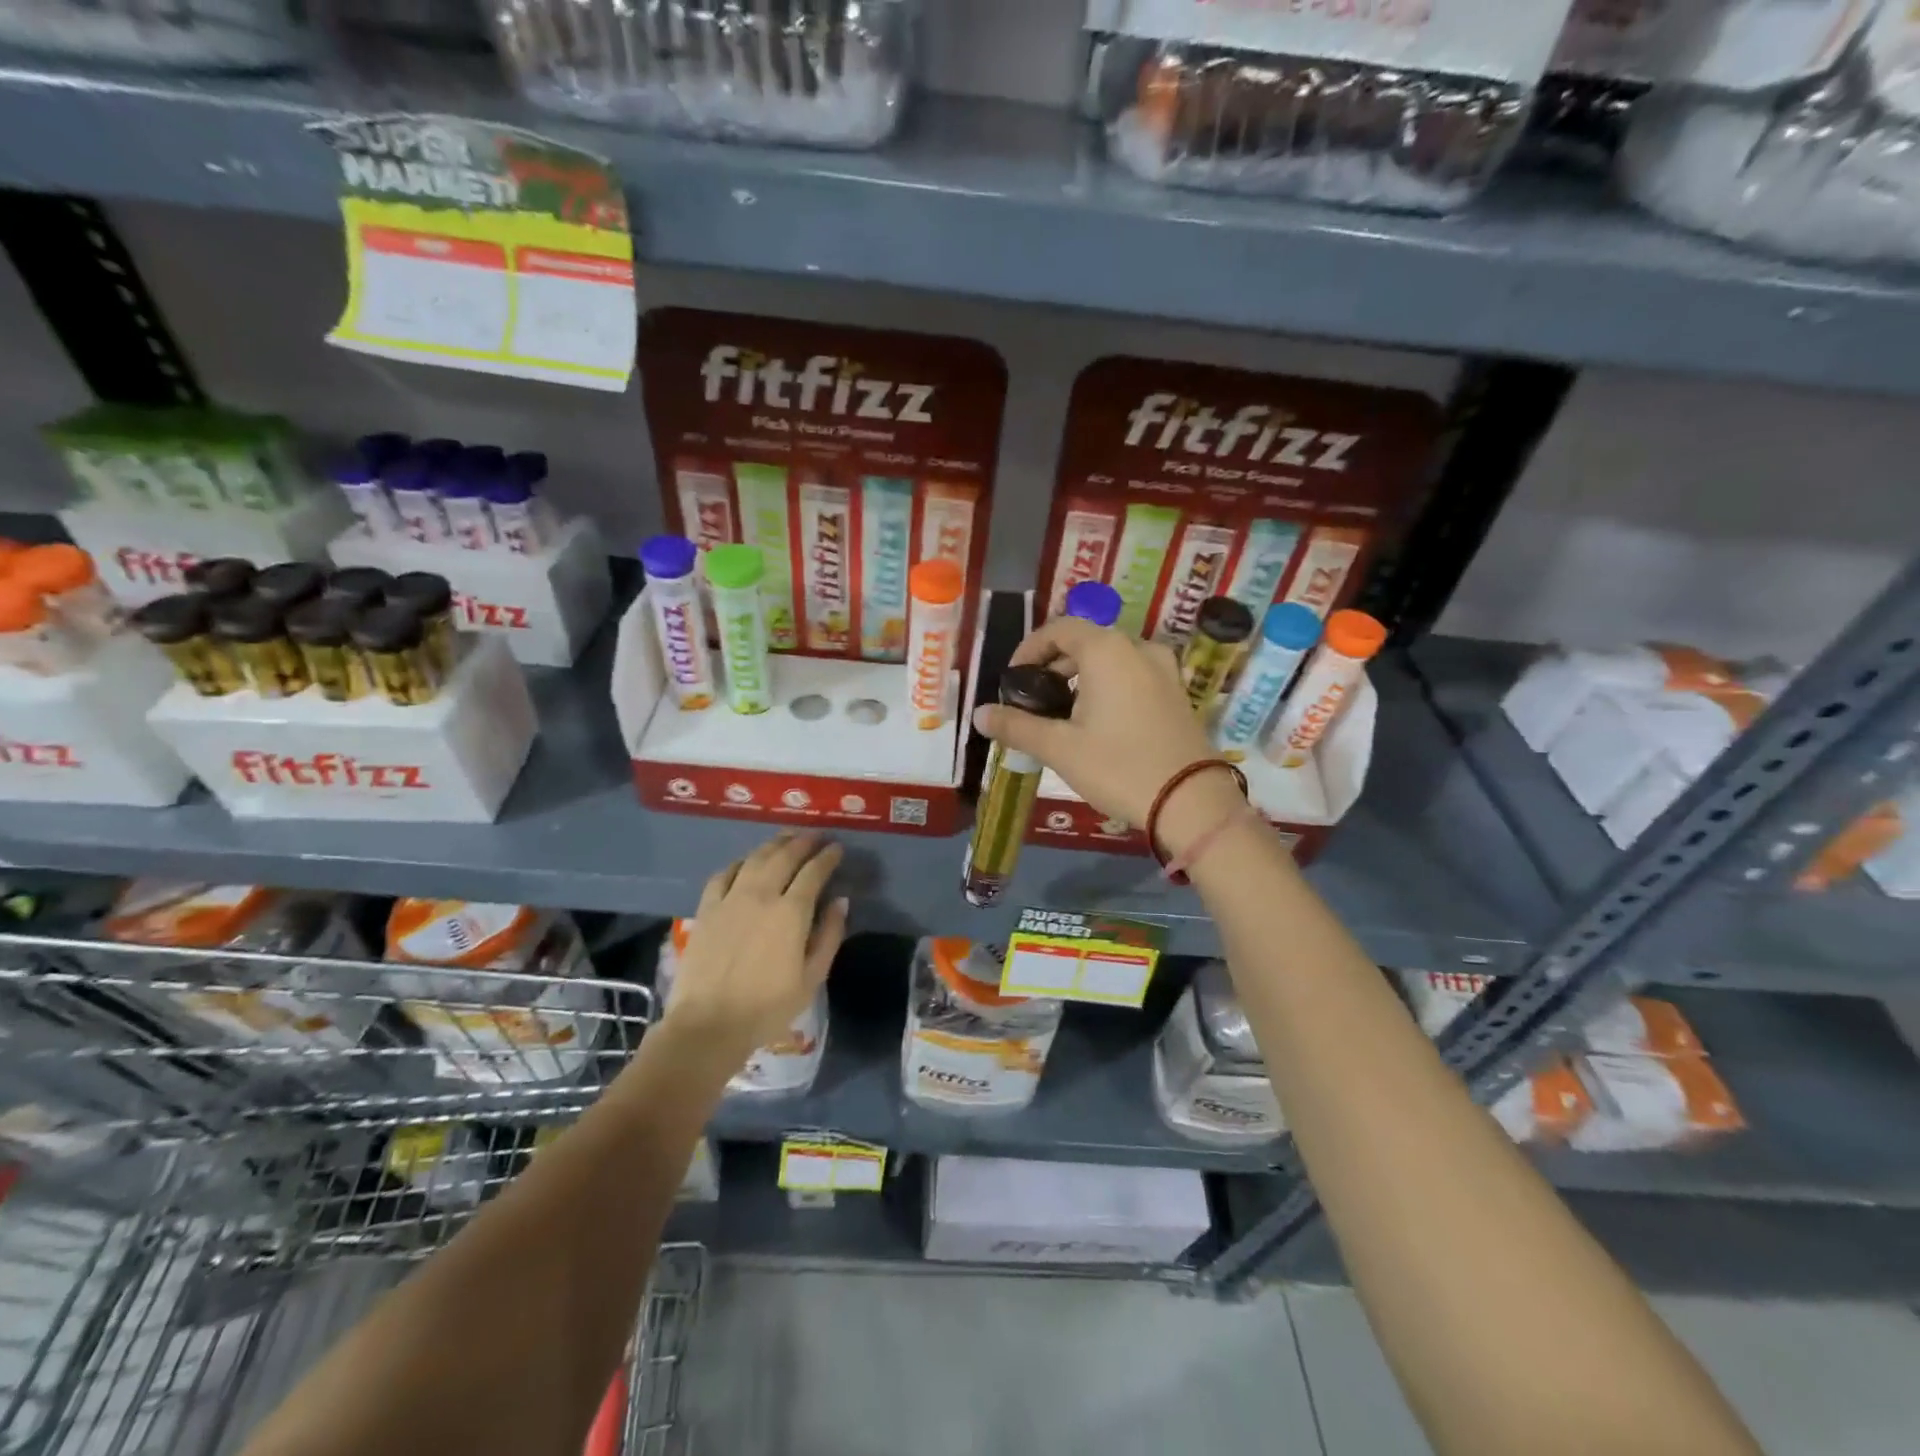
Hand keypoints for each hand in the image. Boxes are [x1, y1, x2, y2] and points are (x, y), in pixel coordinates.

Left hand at [662, 832, 847, 1057]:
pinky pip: (723, 874)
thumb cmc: (767, 1008)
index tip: (837, 848)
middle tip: (815, 836)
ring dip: (773, 845)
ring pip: (755, 859)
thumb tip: (840, 901)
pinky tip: (745, 863)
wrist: (708, 1026)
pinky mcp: (706, 909)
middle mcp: (761, 895)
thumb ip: (829, 935)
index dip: (828, 856)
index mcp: (791, 912)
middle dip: (803, 842)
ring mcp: (730, 899)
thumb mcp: (811, 978)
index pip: (814, 872)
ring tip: (786, 838)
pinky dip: (739, 863)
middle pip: (784, 856)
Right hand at [972, 617, 1234, 840]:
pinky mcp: (1176, 693)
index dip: (1030, 649)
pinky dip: (1107, 686)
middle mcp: (1138, 648)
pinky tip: (1096, 722)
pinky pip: (1132, 675)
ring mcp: (1164, 670)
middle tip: (1032, 700)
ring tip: (1061, 714)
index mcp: (1107, 650)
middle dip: (1053, 665)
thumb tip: (980, 714)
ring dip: (1080, 677)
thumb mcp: (1059, 748)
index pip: (1059, 629)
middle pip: (1086, 641)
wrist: (1191, 802)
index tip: (1013, 680)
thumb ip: (1016, 726)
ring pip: (1111, 659)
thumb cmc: (1118, 767)